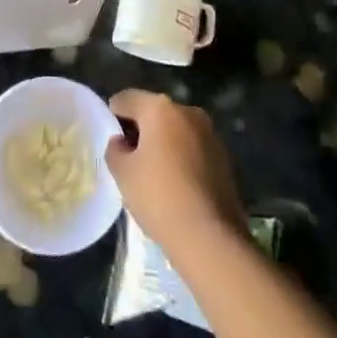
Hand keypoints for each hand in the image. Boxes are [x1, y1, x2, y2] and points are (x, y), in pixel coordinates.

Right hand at [106, 89, 244, 252]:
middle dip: (140, 130)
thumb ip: (115, 150)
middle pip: (153, 112)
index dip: (113, 117)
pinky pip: (193, 147)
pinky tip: (176, 185)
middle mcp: (187, 111)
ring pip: (176, 130)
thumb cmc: (159, 197)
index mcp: (160, 107)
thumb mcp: (122, 173)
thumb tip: (121, 143)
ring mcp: (210, 133)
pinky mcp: (225, 157)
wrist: (211, 237)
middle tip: (129, 159)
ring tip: (153, 175)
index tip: (111, 143)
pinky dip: (181, 157)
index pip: (126, 99)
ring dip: (163, 143)